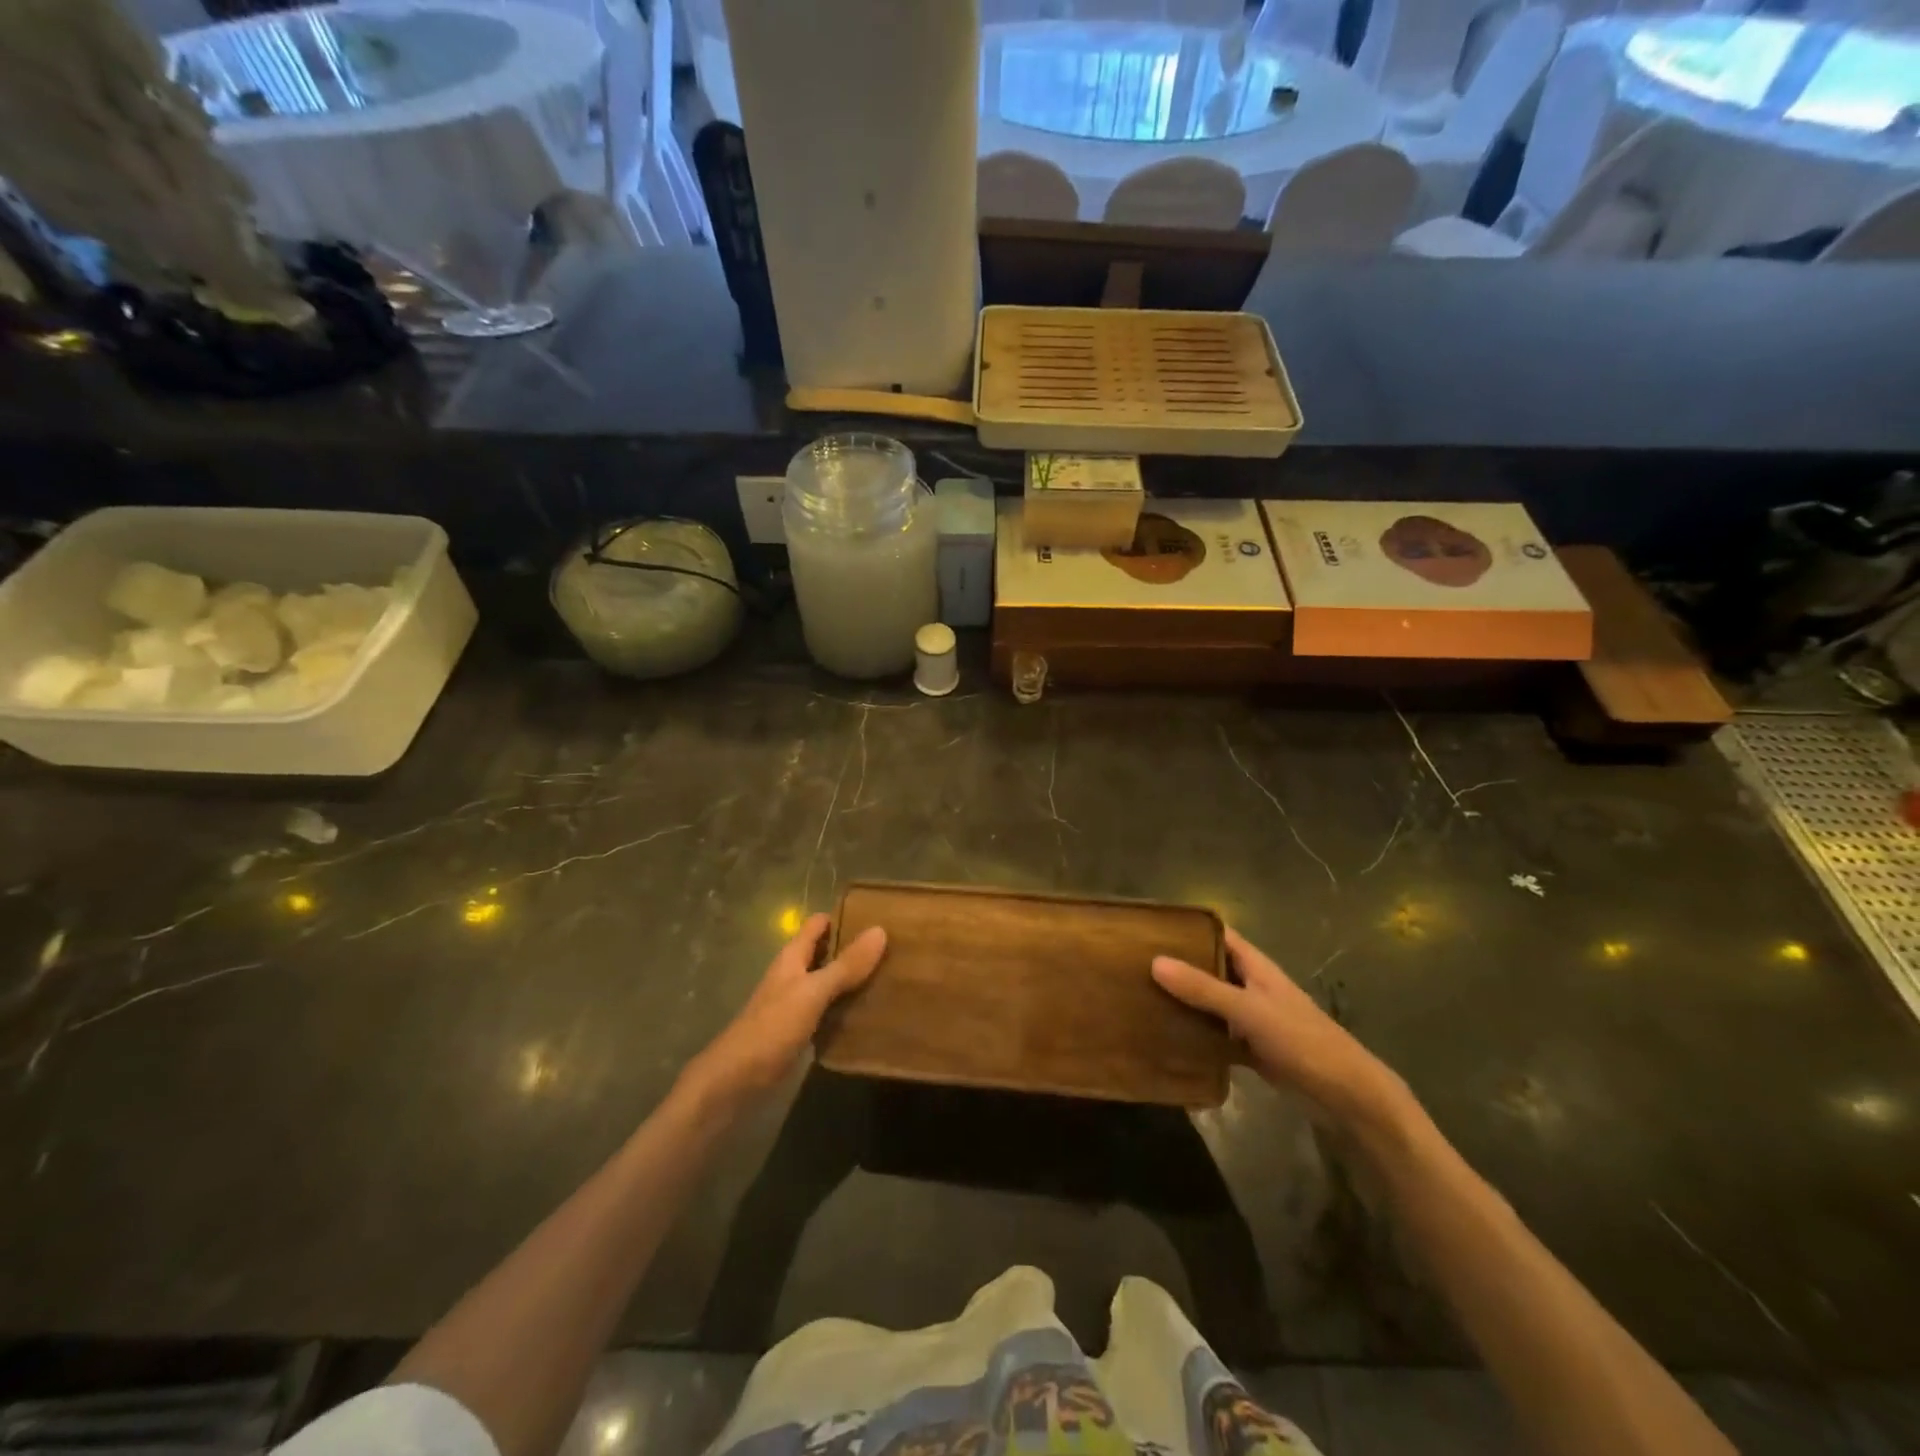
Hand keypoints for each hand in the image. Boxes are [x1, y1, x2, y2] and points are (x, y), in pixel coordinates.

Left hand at [678, 914, 886, 1109]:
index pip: (818, 924)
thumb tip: (880, 930)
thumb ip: (845, 965)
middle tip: (893, 947)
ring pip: (828, 981)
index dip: (843, 916)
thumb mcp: (812, 992)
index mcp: (792, 958)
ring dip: (852, 978)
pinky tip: (868, 1012)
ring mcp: (795, 1003)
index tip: (877, 914)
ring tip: (889, 976)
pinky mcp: (799, 1030)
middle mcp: (793, 975)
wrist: (736, 1080)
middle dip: (853, 948)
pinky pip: (828, 1009)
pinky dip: (845, 1006)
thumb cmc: (772, 1027)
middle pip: (825, 952)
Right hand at [1152, 927, 1406, 1131]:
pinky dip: (1195, 1035)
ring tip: (1139, 997)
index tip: (1149, 928)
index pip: (1216, 935)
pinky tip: (1165, 1038)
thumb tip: (1154, 961)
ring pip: (1209, 1002)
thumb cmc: (1301, 1040)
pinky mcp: (1250, 1048)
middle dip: (1177, 966)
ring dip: (1183, 1001)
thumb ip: (1203, 989)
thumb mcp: (1249, 1011)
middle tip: (1132, 964)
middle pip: (1208, 967)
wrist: (1345, 1095)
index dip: (1187, 928)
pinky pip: (1214, 1034)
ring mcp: (1250, 1018)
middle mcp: (1250, 986)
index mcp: (1255, 966)